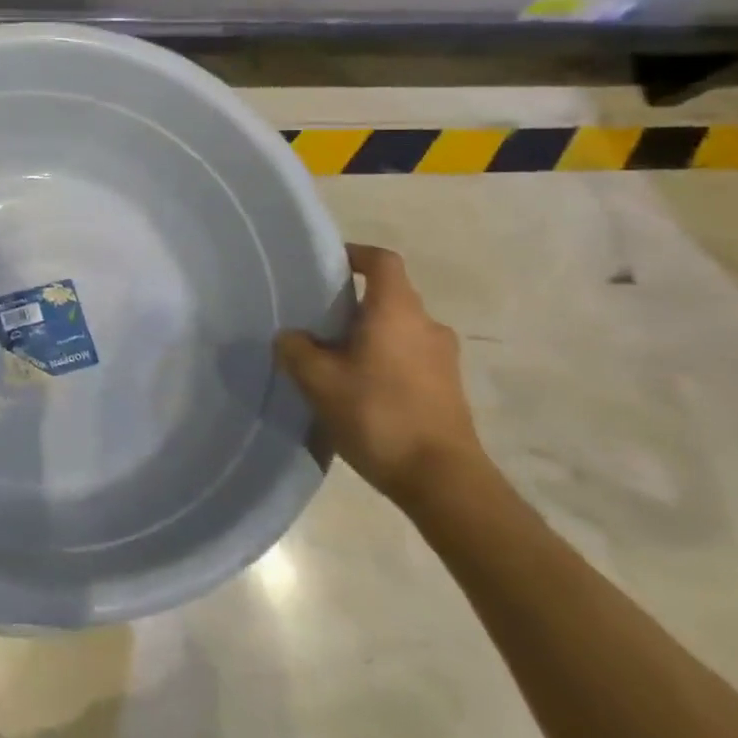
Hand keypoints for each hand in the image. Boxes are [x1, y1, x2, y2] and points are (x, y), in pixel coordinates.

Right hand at [276, 243, 483, 509]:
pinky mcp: (448, 389)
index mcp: (397, 312)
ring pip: (400, 330)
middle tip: (319, 321)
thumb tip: (290, 337)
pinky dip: (385, 361)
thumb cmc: (379, 416)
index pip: (382, 261)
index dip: (356, 255)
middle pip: (390, 297)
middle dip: (355, 304)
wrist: (444, 482)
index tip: (329, 265)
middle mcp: (427, 326)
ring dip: (370, 336)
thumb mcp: (319, 382)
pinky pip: (410, 358)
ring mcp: (444, 360)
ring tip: (335, 360)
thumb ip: (296, 350)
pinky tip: (360, 391)